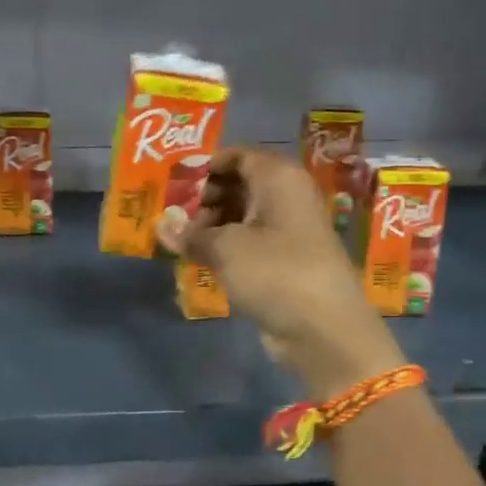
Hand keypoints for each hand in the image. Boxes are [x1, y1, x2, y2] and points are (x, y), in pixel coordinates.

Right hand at [158, 148, 404, 398]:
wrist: (324, 329)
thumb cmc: (275, 272)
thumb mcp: (225, 249)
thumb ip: (190, 234)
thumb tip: (161, 225)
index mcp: (279, 178)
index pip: (238, 156)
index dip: (205, 167)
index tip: (173, 185)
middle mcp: (287, 197)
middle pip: (240, 185)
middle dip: (204, 198)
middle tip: (173, 217)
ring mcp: (289, 231)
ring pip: (243, 216)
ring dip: (212, 226)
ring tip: (181, 242)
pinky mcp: (286, 262)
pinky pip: (251, 243)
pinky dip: (227, 248)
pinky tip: (201, 260)